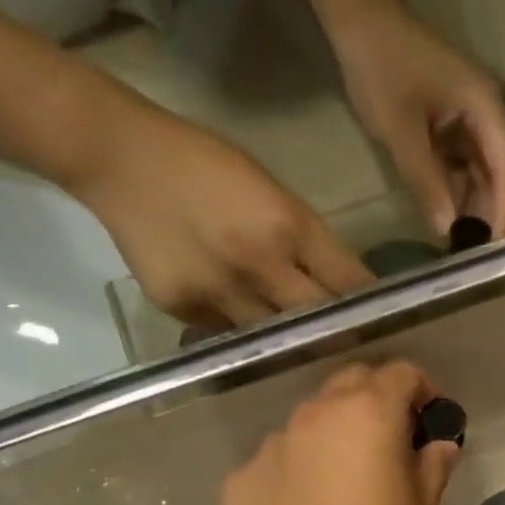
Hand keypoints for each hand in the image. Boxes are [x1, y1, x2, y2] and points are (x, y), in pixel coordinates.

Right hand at [71, 106, 372, 328]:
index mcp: (288, 226)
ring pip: (271, 337)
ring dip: (288, 339)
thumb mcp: (271, 189)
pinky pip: (227, 332)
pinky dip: (241, 330)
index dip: (368, 305)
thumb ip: (306, 239)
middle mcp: (258, 266)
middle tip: (349, 344)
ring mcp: (218, 293)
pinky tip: (241, 321)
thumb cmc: (205, 162)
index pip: (347, 282)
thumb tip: (337, 283)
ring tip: (299, 345)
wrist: (121, 160)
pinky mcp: (182, 309)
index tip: (383, 320)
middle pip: (315, 319)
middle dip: (335, 332)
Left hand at [222, 362, 461, 504]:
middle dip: (377, 398)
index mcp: (367, 414)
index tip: (430, 417)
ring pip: (311, 420)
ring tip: (342, 480)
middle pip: (351, 381)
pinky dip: (298, 468)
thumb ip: (433, 465)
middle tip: (391, 439)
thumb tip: (440, 444)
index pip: (400, 372)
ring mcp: (271, 443)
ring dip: (334, 433)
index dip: (423, 388)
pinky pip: (279, 458)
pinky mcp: (241, 476)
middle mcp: (314, 414)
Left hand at [332, 0, 504, 237]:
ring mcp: (473, 122)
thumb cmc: (382, 69)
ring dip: (477, 209)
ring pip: (486, 176)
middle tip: (482, 259)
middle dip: (496, 216)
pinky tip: (450, 221)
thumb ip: (426, 181)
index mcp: (488, 110)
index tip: (498, 250)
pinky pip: (466, 168)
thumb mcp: (401, 131)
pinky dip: (460, 194)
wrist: (361, 21)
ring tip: (466, 247)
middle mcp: (490, 117)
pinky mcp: (455, 127)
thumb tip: (448, 230)